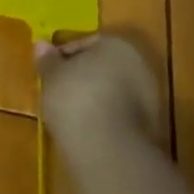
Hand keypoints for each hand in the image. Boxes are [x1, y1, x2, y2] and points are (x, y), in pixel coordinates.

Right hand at [37, 34, 164, 154]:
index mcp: (117, 44)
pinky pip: (121, 114)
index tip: (48, 73)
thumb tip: (41, 44)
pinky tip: (87, 130)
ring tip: (69, 114)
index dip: (63, 57)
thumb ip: (47, 59)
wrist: (108, 150)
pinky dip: (105, 117)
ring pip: (114, 91)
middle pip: (103, 66)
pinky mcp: (151, 126)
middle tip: (58, 92)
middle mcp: (139, 64)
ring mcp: (150, 96)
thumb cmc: (75, 99)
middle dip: (82, 77)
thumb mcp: (52, 76)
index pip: (85, 43)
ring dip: (95, 98)